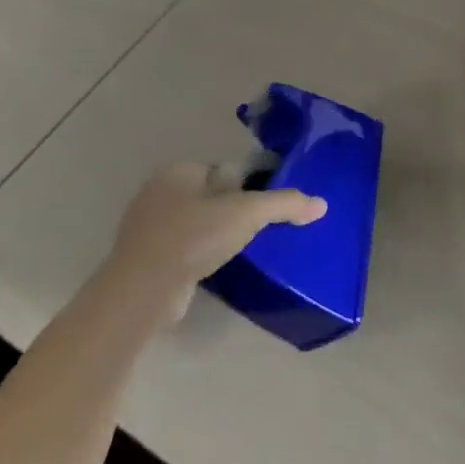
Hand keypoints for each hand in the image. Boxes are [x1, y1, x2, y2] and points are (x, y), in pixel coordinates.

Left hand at [100, 161, 326, 325]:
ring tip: (243, 250)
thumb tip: (322, 204)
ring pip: (198, 224)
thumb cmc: (194, 237)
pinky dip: (201, 256)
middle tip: (259, 229)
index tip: (266, 207)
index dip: (250, 186)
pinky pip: (184, 249)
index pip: (226, 170)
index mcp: (179, 171)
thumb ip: (286, 204)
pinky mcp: (145, 260)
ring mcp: (147, 228)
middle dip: (234, 211)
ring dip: (217, 236)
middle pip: (213, 196)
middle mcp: (158, 193)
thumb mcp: (249, 213)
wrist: (142, 293)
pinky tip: (217, 268)